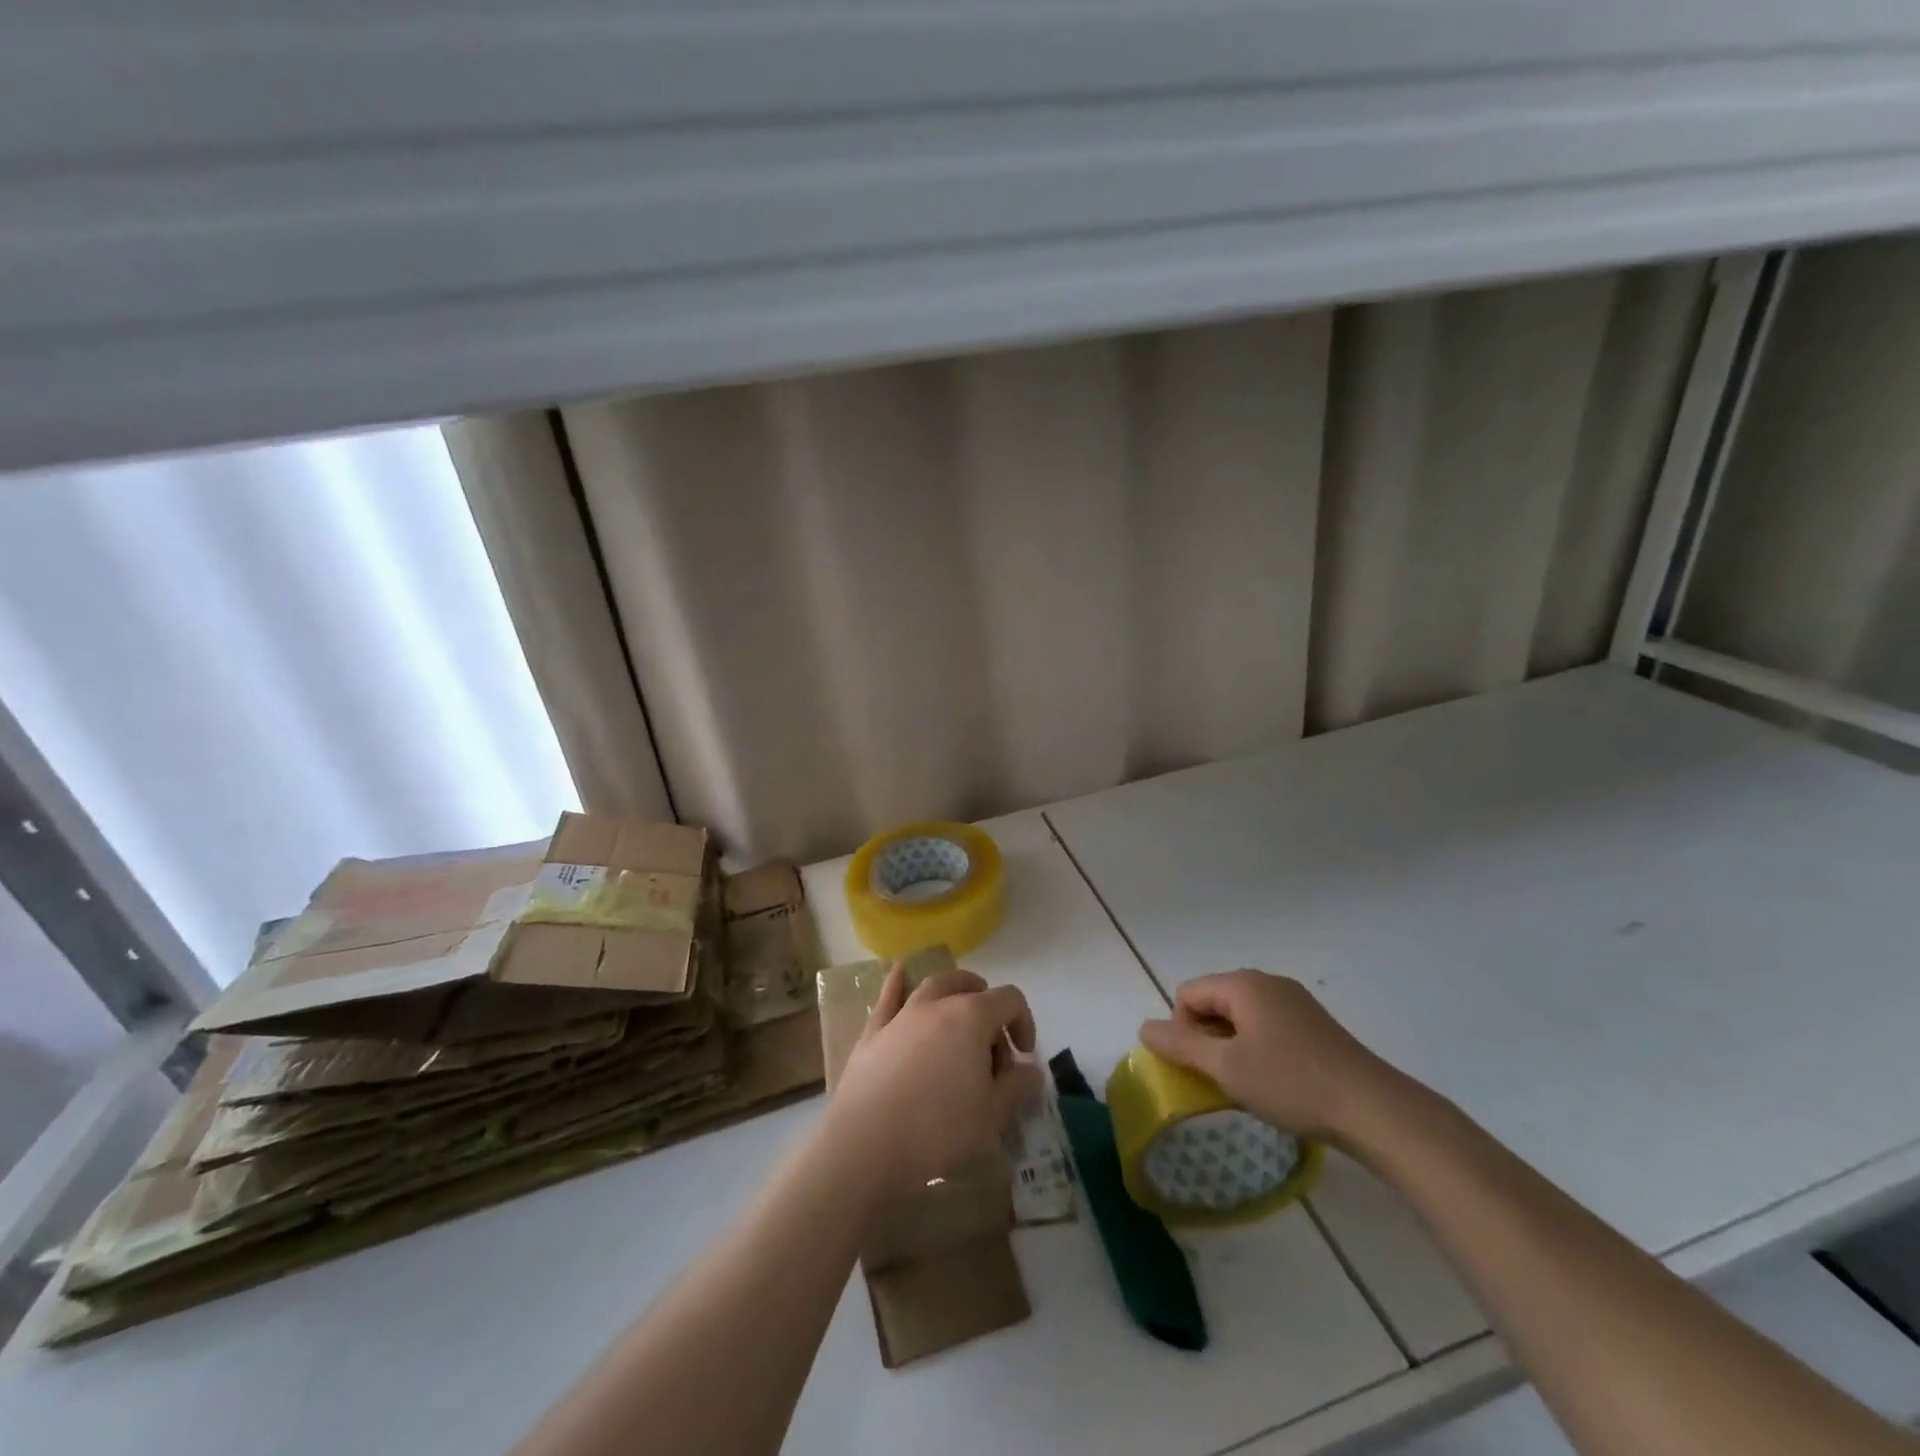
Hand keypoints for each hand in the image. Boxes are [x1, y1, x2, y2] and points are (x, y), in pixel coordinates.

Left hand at [826, 965, 1043, 1197]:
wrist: (867, 1143)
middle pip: (970, 986)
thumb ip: (1017, 1087)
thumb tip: (1032, 1071)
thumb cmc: (938, 1129)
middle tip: (992, 1044)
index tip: (1023, 1056)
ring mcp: (902, 1015)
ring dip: (952, 990)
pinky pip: (888, 997)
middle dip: (988, 1006)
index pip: (1010, 1000)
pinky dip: (897, 982)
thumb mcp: (992, 1116)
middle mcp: (938, 1005)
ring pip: (933, 986)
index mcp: (972, 1017)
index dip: (1024, 1022)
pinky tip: (899, 972)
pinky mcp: (873, 1032)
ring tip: (960, 1006)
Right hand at [1139, 970, 1400, 1142]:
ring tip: (1246, 1083)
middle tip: (1219, 1078)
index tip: (1199, 1068)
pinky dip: (1258, 1048)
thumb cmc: (1291, 1083)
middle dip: (1206, 1037)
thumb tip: (1144, 1027)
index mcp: (1243, 984)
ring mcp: (1295, 1002)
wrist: (1373, 1109)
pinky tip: (1275, 1081)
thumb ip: (1181, 1045)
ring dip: (1232, 1045)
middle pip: (1214, 1001)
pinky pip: (1267, 1026)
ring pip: (1241, 1016)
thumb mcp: (1226, 1067)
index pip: (1187, 994)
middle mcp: (1267, 982)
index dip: (1181, 1029)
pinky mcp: (1315, 1024)